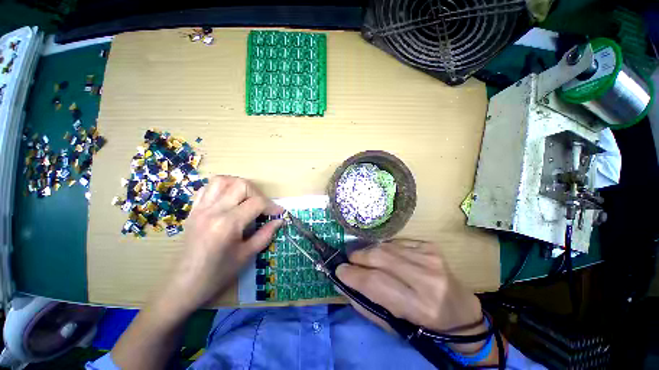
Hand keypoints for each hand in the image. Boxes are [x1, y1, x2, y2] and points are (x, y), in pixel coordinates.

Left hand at [162, 176, 282, 314]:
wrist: (183, 286)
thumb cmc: (217, 274)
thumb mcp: (247, 255)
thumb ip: (266, 234)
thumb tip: (280, 220)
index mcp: (227, 224)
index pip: (256, 203)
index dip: (272, 206)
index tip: (279, 213)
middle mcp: (213, 211)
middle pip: (241, 185)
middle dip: (258, 193)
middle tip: (263, 207)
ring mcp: (200, 208)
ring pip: (222, 180)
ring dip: (239, 185)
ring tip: (247, 198)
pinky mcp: (193, 210)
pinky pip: (206, 188)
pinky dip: (221, 188)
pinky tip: (228, 200)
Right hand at [336, 239, 487, 353]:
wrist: (460, 310)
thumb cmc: (426, 325)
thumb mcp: (395, 326)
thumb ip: (367, 305)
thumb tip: (345, 284)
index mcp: (419, 306)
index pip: (376, 283)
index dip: (353, 275)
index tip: (339, 270)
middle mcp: (426, 278)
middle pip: (379, 257)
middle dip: (358, 257)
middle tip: (349, 260)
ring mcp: (429, 257)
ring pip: (386, 246)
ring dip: (369, 251)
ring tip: (363, 257)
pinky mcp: (429, 246)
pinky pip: (396, 242)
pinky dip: (384, 247)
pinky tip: (384, 255)